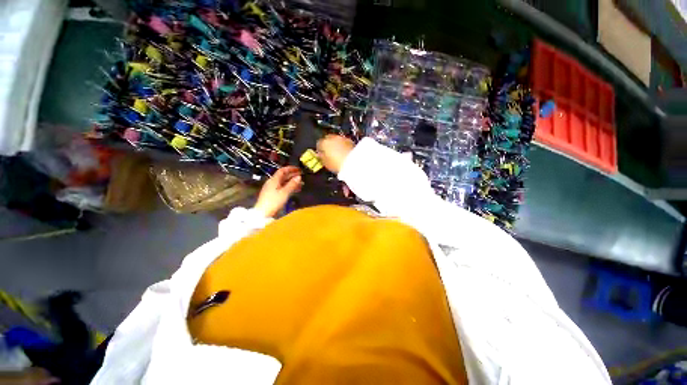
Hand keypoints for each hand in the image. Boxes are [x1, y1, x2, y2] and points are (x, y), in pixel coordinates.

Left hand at [254, 166, 301, 216]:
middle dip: (292, 175)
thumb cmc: (274, 201)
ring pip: (283, 182)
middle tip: (301, 175)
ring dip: (292, 182)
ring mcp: (272, 189)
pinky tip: (295, 190)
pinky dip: (289, 187)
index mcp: (274, 180)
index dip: (290, 168)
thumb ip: (292, 184)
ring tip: (301, 183)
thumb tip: (299, 177)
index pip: (282, 170)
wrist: (263, 213)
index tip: (298, 169)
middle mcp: (272, 183)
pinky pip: (282, 188)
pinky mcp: (273, 195)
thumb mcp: (285, 192)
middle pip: (283, 176)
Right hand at [316, 135, 354, 173]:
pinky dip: (343, 146)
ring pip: (336, 140)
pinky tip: (345, 153)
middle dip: (328, 145)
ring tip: (338, 154)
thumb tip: (320, 155)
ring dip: (336, 145)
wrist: (353, 162)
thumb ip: (321, 157)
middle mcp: (332, 137)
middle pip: (327, 140)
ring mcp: (342, 138)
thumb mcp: (326, 164)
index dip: (320, 150)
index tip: (322, 155)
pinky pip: (344, 143)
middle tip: (330, 154)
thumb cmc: (338, 164)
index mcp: (323, 143)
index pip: (319, 144)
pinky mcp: (350, 140)